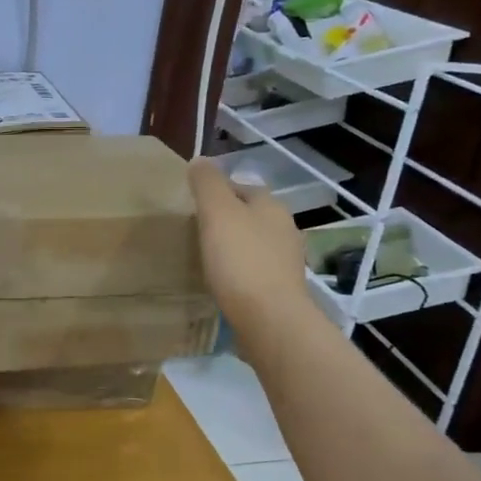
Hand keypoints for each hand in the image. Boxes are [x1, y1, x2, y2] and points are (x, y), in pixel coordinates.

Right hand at [188, 157, 311, 329]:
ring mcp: (287, 262)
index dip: (217, 191)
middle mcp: (286, 230)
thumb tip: (200, 160)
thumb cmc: (241, 260)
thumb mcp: (217, 212)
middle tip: (196, 230)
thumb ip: (207, 183)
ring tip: (207, 257)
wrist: (270, 320)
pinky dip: (241, 273)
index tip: (193, 204)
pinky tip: (224, 283)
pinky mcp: (282, 291)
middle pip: (251, 216)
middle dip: (228, 220)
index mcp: (272, 206)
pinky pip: (256, 272)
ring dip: (235, 247)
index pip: (242, 187)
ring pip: (255, 244)